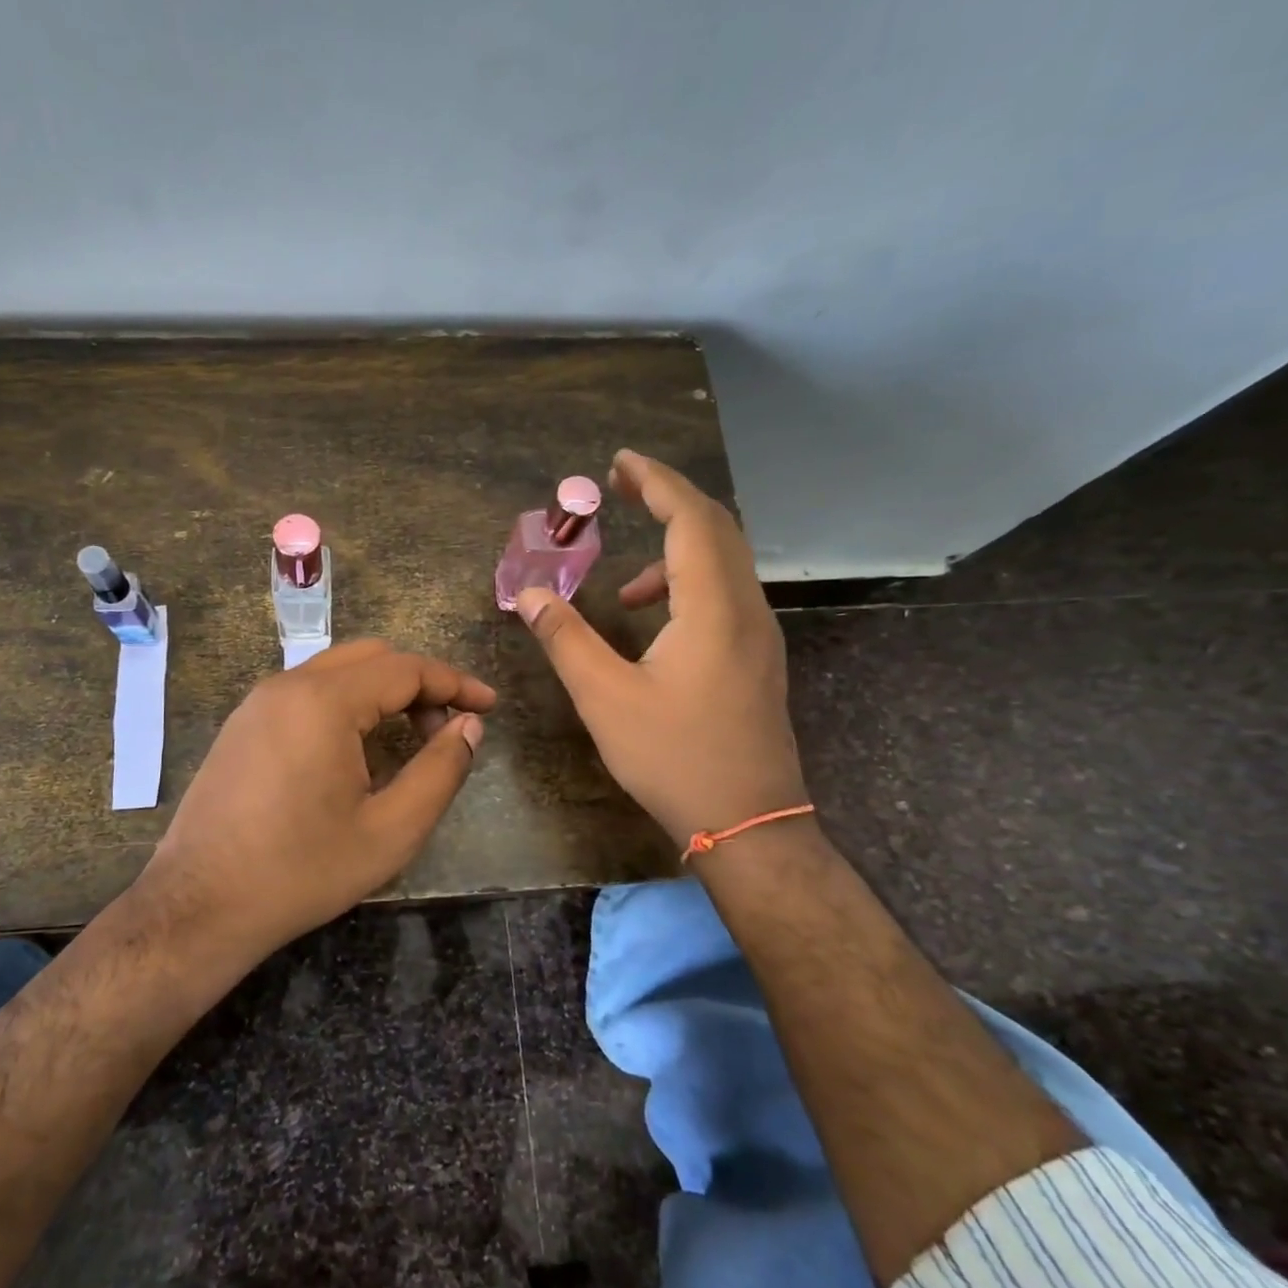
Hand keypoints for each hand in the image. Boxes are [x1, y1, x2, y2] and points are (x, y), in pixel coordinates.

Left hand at [142, 640, 494, 950]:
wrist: (198, 906)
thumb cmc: (301, 871)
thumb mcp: (390, 830)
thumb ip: (440, 771)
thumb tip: (469, 726)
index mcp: (323, 701)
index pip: (405, 668)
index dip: (455, 683)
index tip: (490, 706)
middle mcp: (287, 685)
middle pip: (371, 658)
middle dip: (419, 684)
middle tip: (447, 729)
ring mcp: (257, 703)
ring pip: (336, 672)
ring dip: (382, 693)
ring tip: (409, 739)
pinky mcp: (242, 725)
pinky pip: (306, 694)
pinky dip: (346, 704)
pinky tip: (357, 750)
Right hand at [516, 448, 807, 850]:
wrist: (749, 823)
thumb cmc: (674, 757)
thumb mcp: (606, 697)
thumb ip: (566, 639)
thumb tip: (528, 594)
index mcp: (713, 607)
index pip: (691, 519)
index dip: (656, 482)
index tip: (620, 463)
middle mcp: (746, 609)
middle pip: (716, 528)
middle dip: (670, 500)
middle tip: (623, 489)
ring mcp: (759, 636)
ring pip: (725, 564)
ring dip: (677, 550)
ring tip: (625, 585)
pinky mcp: (758, 660)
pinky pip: (727, 595)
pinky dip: (689, 586)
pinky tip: (655, 626)